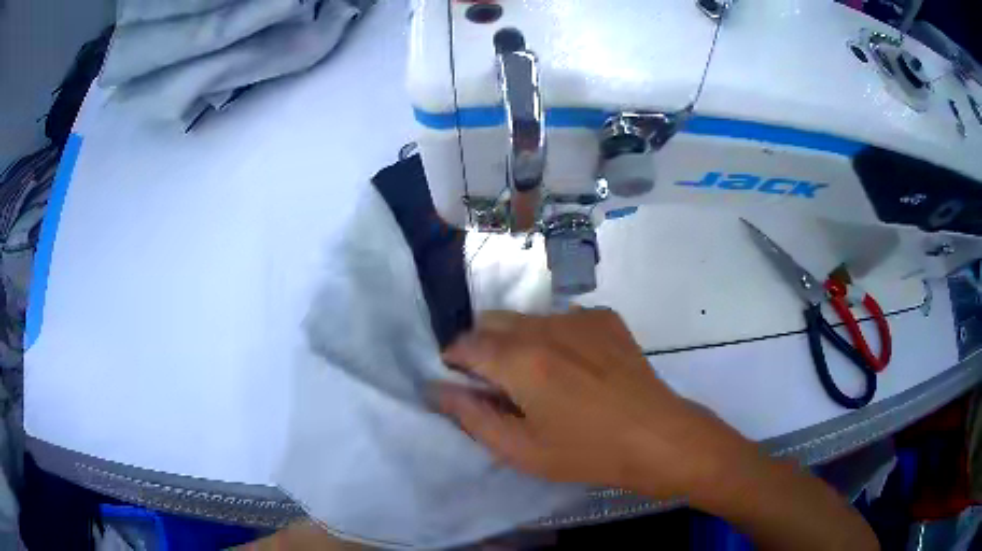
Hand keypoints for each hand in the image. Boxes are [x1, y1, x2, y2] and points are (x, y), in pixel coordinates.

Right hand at [437, 308, 752, 499]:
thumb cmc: (586, 452)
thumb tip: (438, 390)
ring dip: (518, 341)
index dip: (454, 361)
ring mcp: (580, 317)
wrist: (658, 437)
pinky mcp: (605, 318)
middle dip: (483, 346)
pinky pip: (562, 318)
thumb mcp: (521, 449)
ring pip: (527, 318)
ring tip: (540, 378)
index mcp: (521, 361)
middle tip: (498, 384)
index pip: (466, 343)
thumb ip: (472, 416)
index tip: (460, 381)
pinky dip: (553, 336)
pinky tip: (575, 367)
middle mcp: (546, 327)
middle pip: (493, 321)